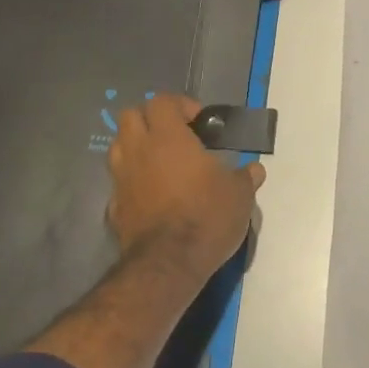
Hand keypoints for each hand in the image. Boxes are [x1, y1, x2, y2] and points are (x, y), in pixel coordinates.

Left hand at [107, 93, 263, 283]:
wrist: (167, 266)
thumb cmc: (206, 217)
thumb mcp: (239, 194)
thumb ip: (245, 177)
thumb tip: (255, 170)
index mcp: (168, 138)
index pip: (161, 101)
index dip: (179, 104)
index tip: (198, 121)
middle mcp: (139, 151)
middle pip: (130, 115)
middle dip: (150, 118)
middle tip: (174, 134)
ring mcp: (121, 180)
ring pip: (118, 147)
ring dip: (136, 146)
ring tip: (160, 161)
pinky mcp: (114, 208)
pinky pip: (119, 183)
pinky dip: (132, 181)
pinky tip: (151, 195)